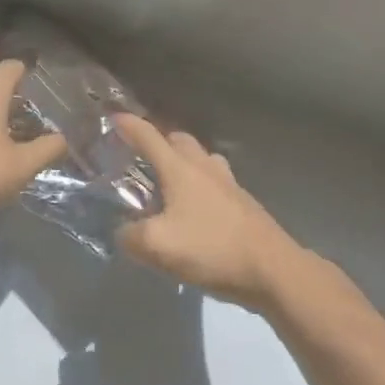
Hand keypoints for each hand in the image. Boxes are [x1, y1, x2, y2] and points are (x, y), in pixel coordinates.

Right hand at [112, 115, 306, 313]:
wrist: (272, 268)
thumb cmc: (211, 248)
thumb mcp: (157, 246)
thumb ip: (131, 235)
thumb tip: (123, 230)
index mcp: (180, 169)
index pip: (148, 137)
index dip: (129, 125)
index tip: (113, 116)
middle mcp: (204, 167)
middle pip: (179, 140)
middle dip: (158, 141)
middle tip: (141, 156)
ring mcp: (228, 183)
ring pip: (201, 159)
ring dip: (183, 162)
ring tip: (169, 182)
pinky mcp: (243, 203)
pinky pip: (215, 182)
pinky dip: (200, 185)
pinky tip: (195, 209)